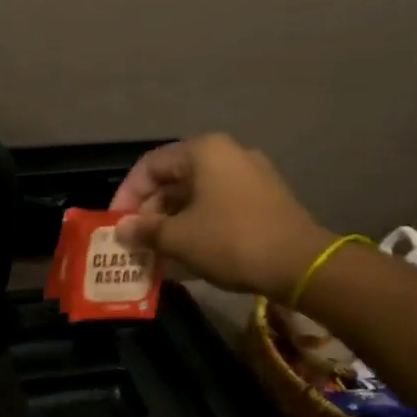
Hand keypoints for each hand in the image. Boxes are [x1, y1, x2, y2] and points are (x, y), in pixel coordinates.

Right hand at [109, 135, 334, 300]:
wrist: (300, 264)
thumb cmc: (230, 241)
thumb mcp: (178, 238)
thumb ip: (144, 230)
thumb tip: (122, 230)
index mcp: (204, 151)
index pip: (149, 166)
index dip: (126, 195)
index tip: (116, 224)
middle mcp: (228, 153)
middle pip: (173, 178)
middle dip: (149, 210)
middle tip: (134, 239)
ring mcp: (251, 175)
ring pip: (196, 193)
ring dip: (171, 219)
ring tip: (156, 248)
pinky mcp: (265, 198)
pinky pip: (218, 204)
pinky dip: (196, 222)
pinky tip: (186, 249)